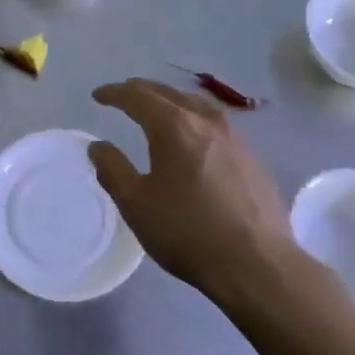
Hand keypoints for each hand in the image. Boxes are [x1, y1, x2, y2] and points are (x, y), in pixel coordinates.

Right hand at [89, 79, 300, 304]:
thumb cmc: (187, 232)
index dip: (115, 93)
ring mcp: (235, 139)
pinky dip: (196, 121)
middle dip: (143, 91)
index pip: (138, 97)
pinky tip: (196, 139)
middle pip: (170, 94)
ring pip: (198, 106)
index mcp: (174, 127)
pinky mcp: (253, 159)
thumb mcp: (136, 205)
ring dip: (173, 101)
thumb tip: (98, 146)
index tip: (98, 95)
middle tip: (125, 94)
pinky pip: (217, 126)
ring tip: (161, 109)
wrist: (256, 263)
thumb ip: (113, 170)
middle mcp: (206, 122)